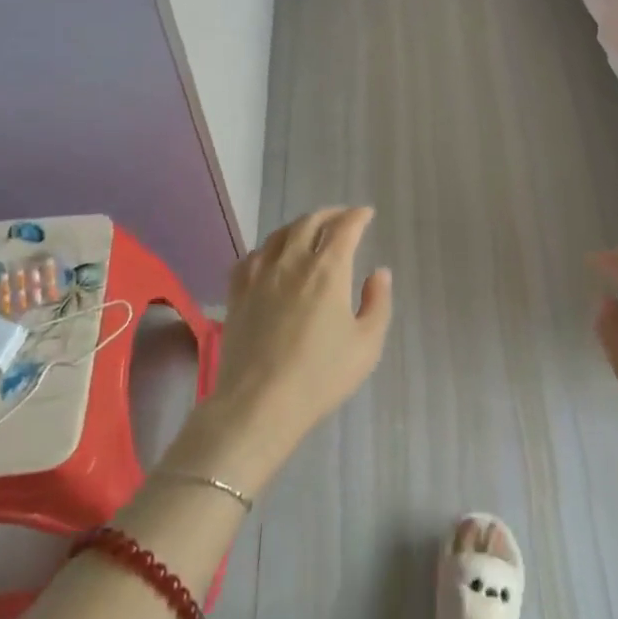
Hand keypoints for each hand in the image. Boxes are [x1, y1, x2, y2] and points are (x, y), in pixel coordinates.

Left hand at [179, 208, 392, 489]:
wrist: (259, 404)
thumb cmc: (320, 376)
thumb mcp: (366, 345)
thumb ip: (377, 303)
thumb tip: (379, 273)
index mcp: (328, 270)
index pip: (344, 228)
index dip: (357, 216)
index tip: (366, 214)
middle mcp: (293, 262)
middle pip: (310, 222)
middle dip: (329, 214)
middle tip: (341, 218)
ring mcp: (260, 275)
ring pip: (279, 234)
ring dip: (298, 226)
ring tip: (308, 231)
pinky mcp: (238, 293)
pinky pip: (251, 257)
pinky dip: (266, 249)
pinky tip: (269, 258)